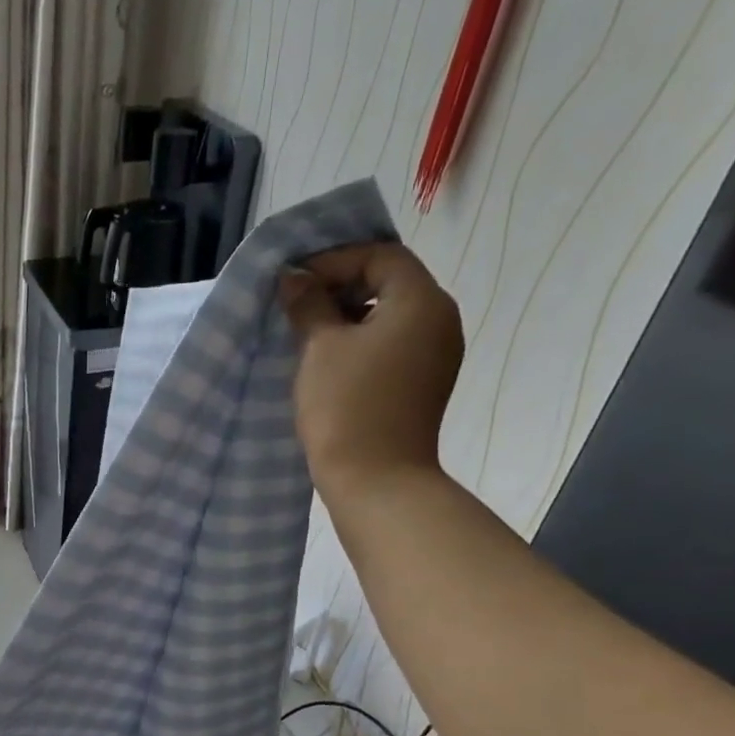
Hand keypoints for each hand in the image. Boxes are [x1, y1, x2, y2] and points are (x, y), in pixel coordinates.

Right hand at [278, 243, 464, 497]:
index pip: (380, 255)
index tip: (294, 281)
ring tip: (309, 333)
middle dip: (342, 286)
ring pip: (391, 315)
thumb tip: (295, 279)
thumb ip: (309, 305)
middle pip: (391, 282)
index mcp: (421, 300)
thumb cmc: (347, 406)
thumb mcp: (320, 348)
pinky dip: (363, 341)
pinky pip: (394, 344)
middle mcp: (440, 319)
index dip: (334, 260)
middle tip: (298, 304)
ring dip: (350, 316)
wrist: (376, 480)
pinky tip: (331, 360)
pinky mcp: (425, 383)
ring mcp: (437, 354)